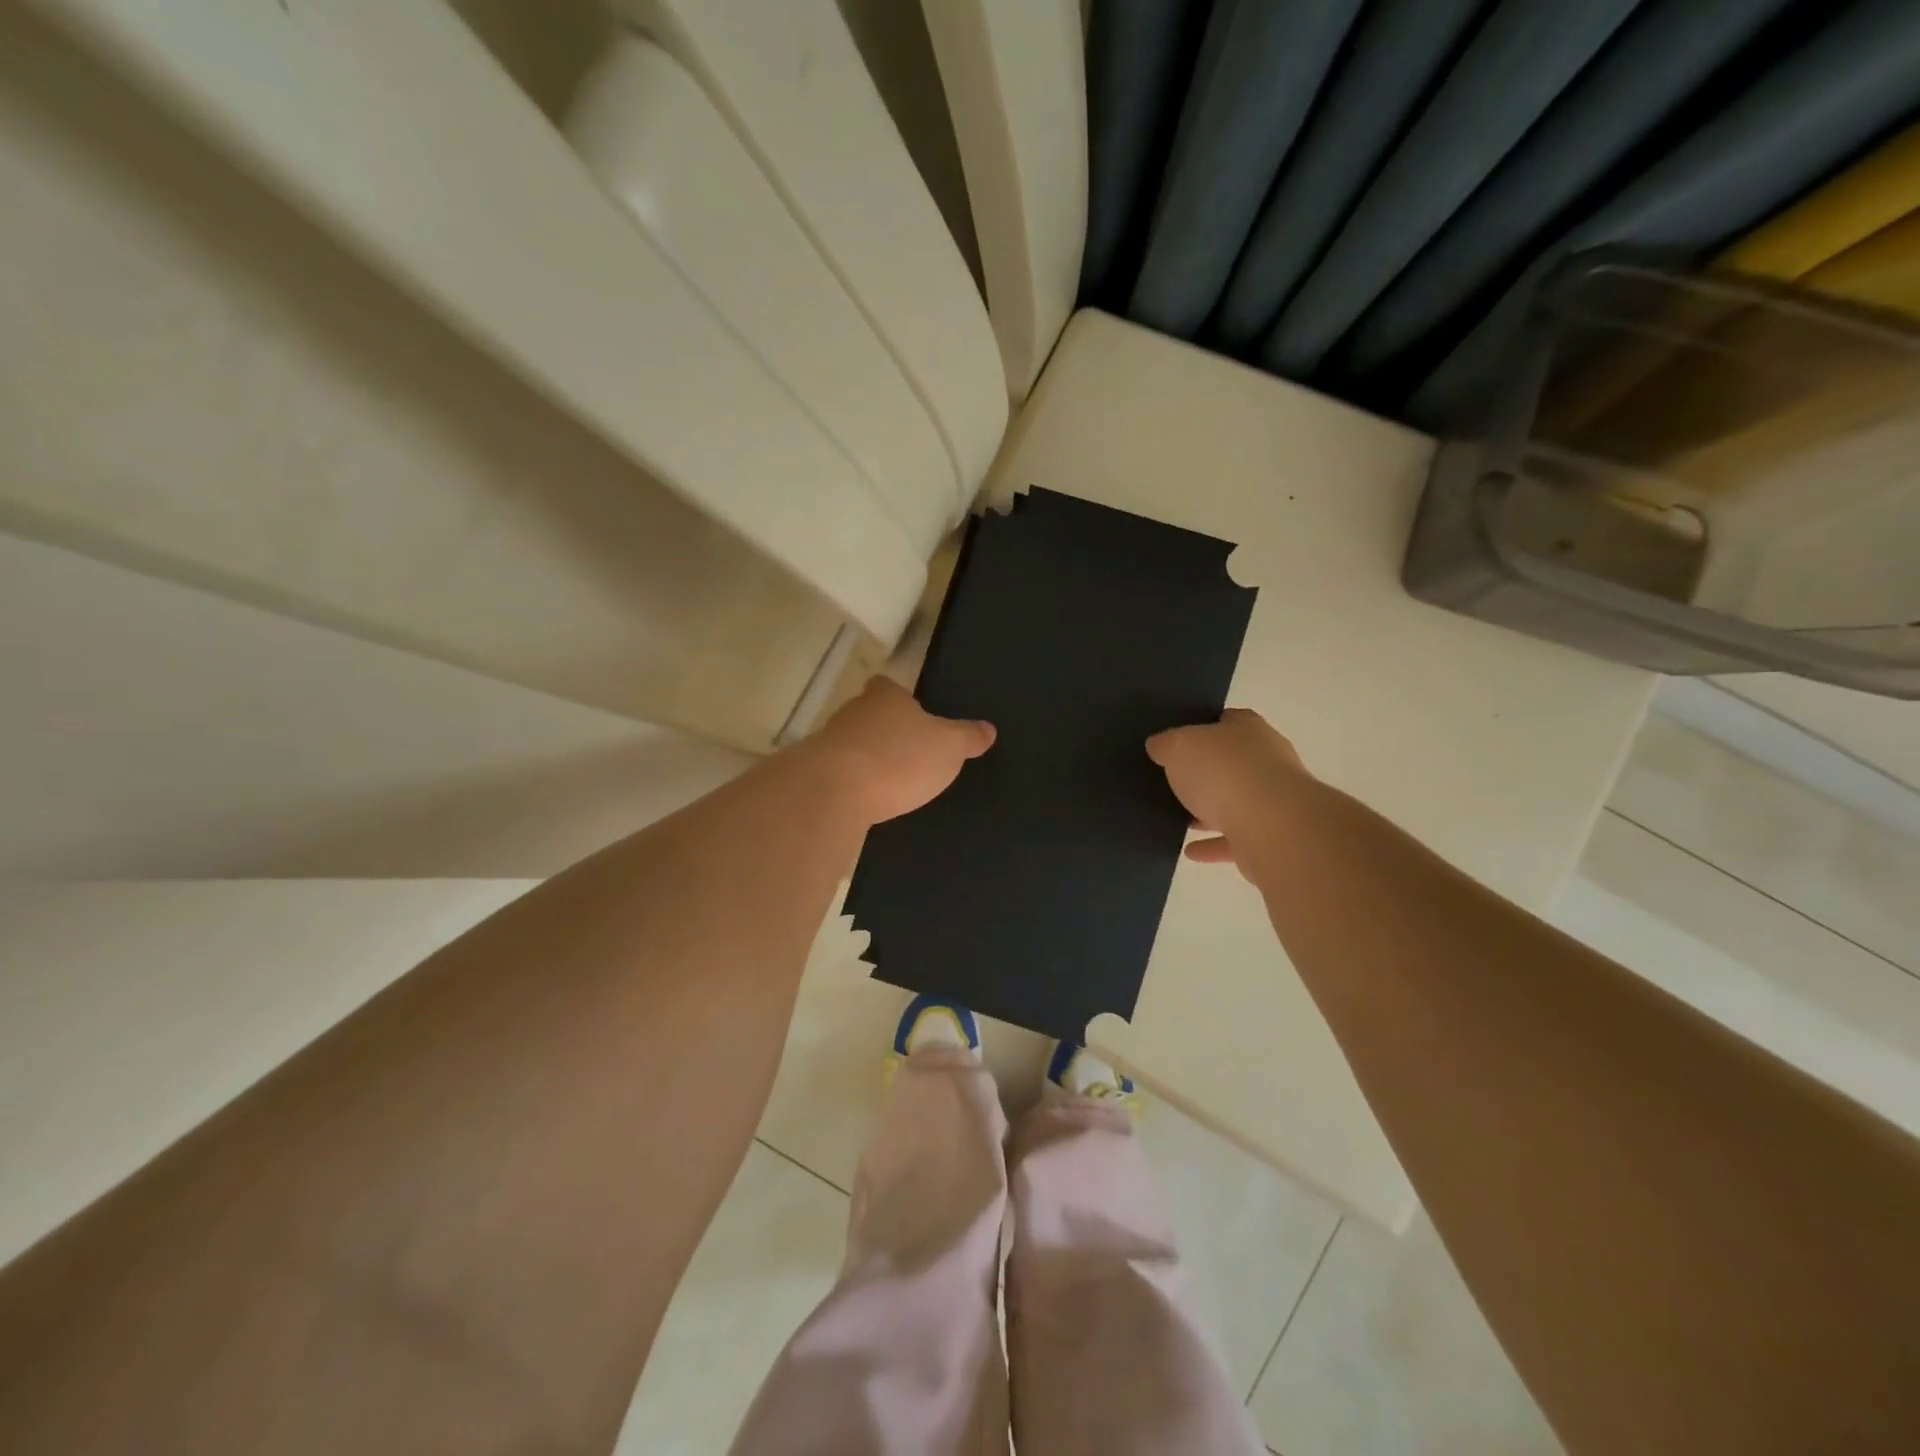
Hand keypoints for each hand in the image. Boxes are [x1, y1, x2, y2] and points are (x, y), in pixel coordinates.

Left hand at [808, 677, 994, 824]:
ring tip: (887, 781)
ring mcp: (828, 741)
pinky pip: (838, 773)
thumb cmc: (899, 759)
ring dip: (865, 758)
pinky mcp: (814, 772)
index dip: (899, 698)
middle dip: (884, 730)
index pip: (888, 686)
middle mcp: (853, 711)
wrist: (835, 791)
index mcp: (886, 697)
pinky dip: (850, 783)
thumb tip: (988, 729)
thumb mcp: (949, 748)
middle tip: (906, 752)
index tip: (911, 714)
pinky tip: (864, 800)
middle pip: (868, 713)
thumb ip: (967, 737)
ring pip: (851, 743)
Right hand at [1146, 709, 1311, 875]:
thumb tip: (1159, 745)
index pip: (1226, 720)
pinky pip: (1236, 839)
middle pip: (1232, 762)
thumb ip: (1166, 744)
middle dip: (1206, 772)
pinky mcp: (1272, 836)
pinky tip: (1190, 851)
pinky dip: (1214, 844)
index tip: (1177, 740)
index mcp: (1249, 729)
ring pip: (1236, 802)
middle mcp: (1267, 760)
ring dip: (1211, 811)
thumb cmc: (1224, 772)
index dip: (1202, 727)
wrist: (1272, 825)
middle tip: (1173, 780)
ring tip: (1179, 819)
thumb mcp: (1179, 746)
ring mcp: (1273, 800)